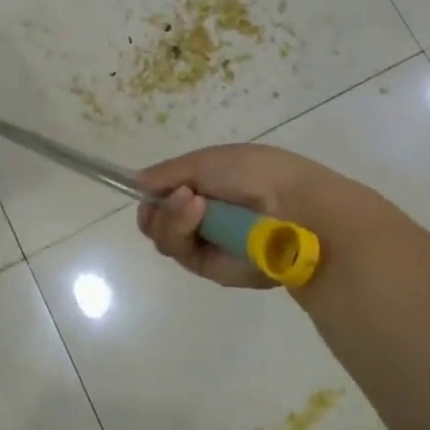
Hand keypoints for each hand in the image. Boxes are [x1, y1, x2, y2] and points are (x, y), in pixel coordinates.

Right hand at [136, 143, 346, 288]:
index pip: (166, 195)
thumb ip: (168, 172)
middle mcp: (204, 218)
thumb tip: (137, 181)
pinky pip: (180, 253)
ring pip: (164, 237)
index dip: (152, 193)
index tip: (144, 188)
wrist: (292, 207)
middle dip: (158, 207)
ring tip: (192, 202)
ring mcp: (208, 244)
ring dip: (171, 216)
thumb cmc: (254, 173)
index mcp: (208, 187)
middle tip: (176, 196)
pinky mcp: (212, 269)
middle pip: (158, 220)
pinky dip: (182, 229)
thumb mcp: (206, 160)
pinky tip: (198, 212)